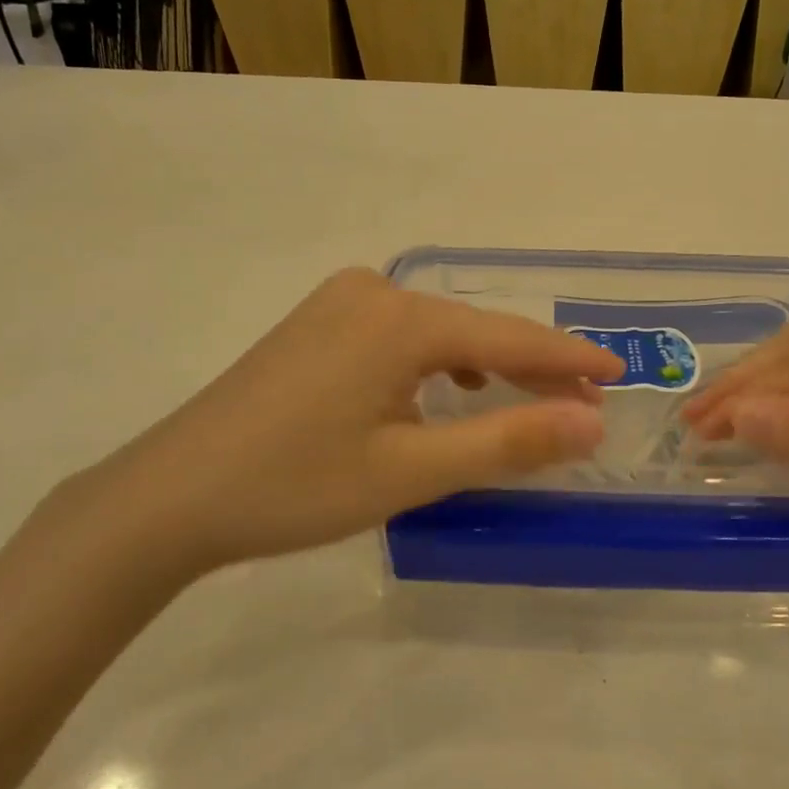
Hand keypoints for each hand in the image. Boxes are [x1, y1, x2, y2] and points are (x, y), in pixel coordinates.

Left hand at [52, 268, 623, 572]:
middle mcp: (374, 292)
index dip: (569, 357)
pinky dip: (439, 362)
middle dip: (531, 366)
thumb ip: (508, 441)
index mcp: (401, 318)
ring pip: (439, 330)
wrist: (168, 496)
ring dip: (487, 363)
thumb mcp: (412, 470)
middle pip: (475, 327)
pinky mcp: (318, 324)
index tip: (619, 372)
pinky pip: (402, 335)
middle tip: (584, 402)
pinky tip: (450, 388)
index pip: (509, 335)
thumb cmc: (295, 485)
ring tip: (527, 399)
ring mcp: (339, 303)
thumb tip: (591, 422)